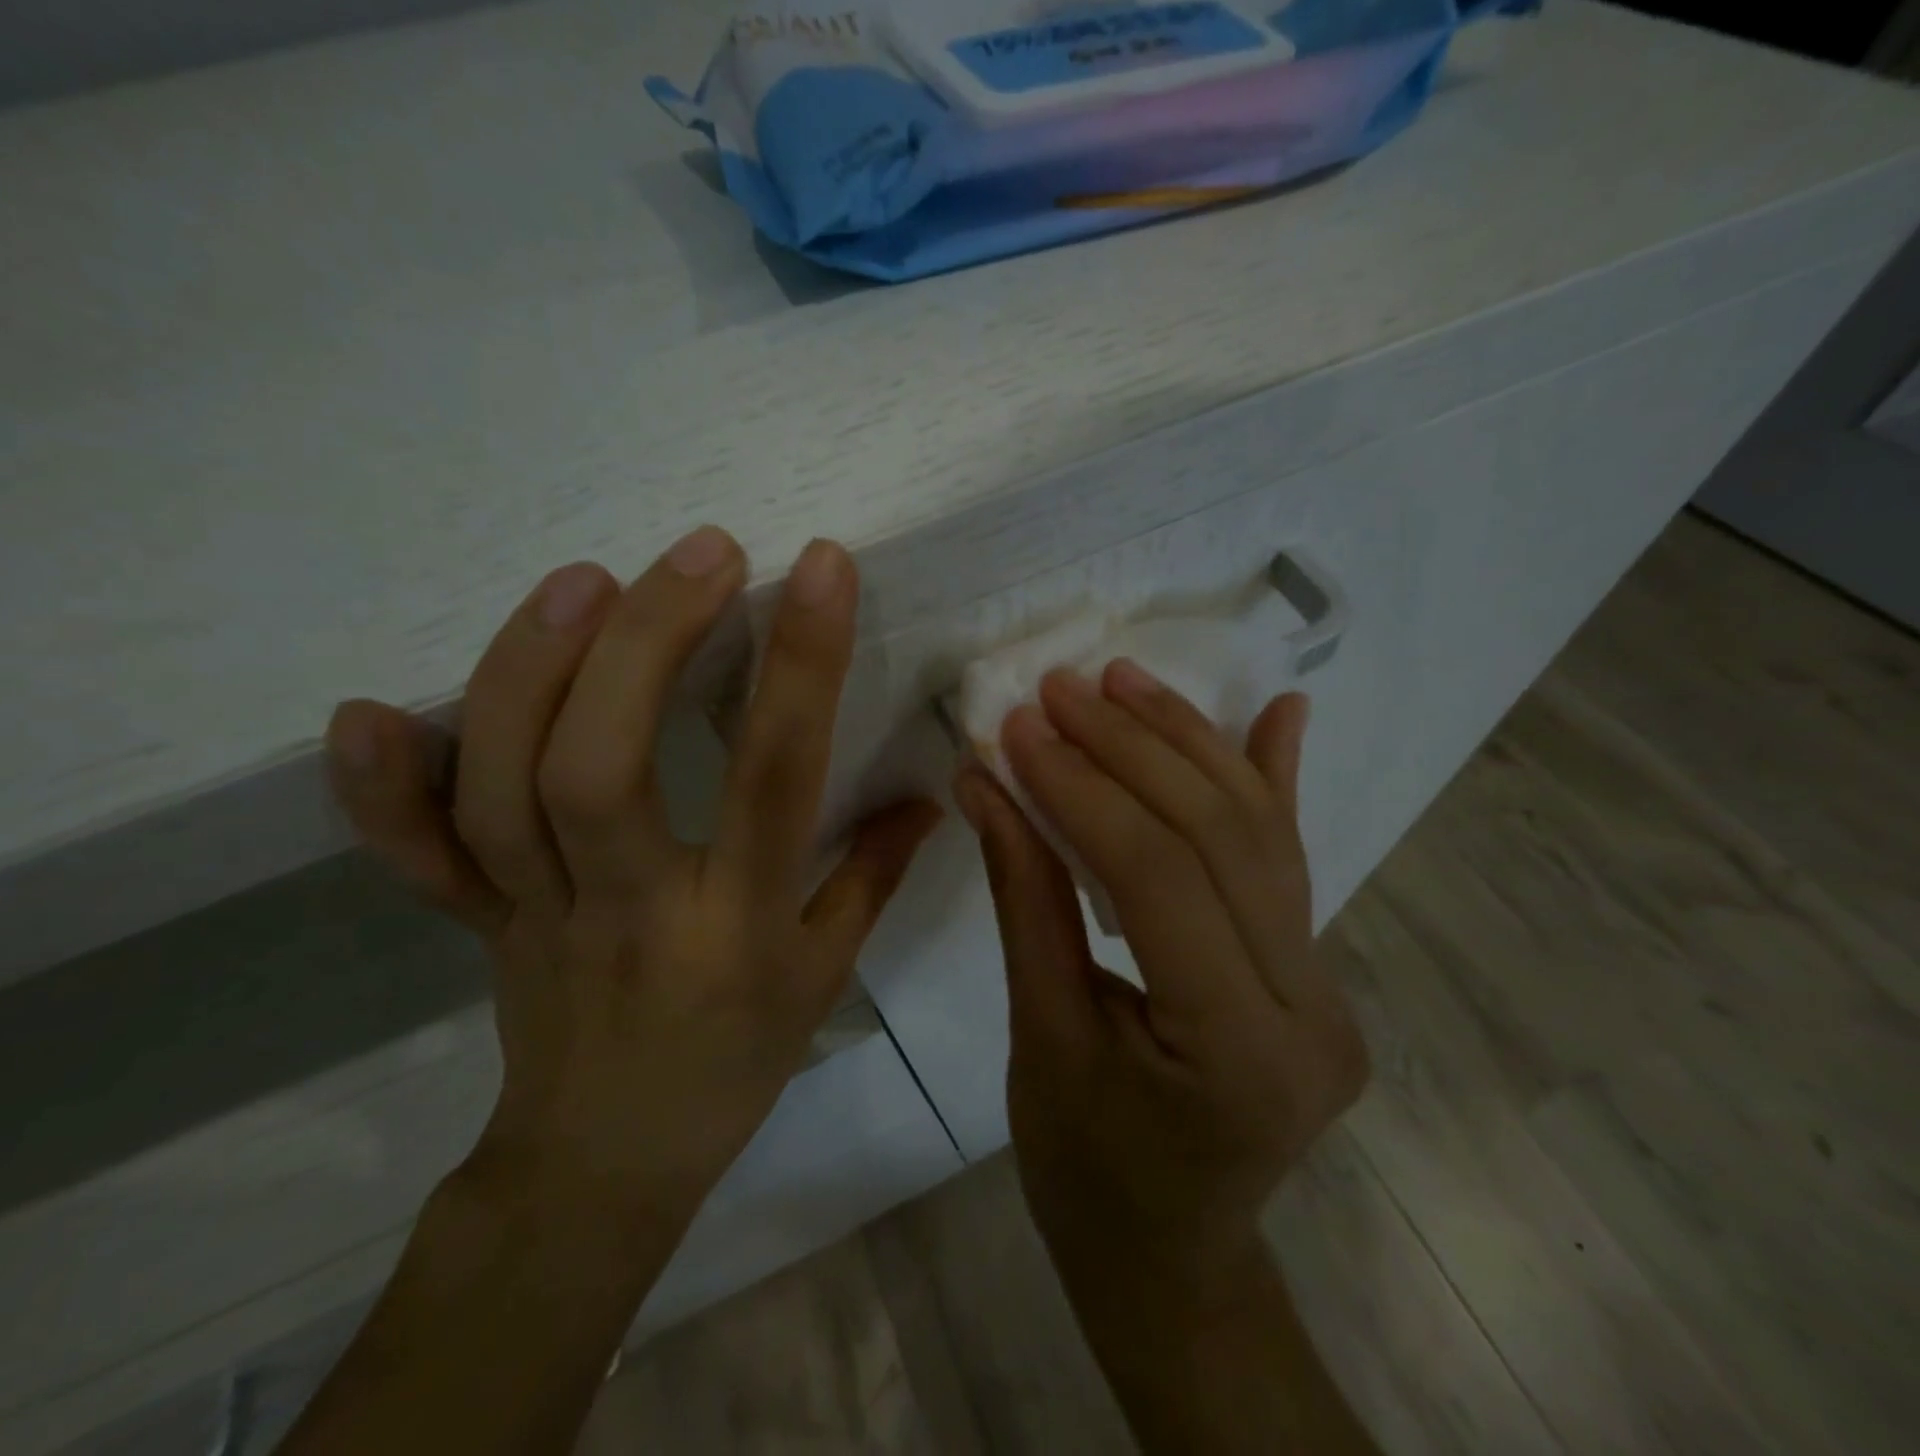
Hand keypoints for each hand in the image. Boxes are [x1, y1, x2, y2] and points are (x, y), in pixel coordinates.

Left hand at [326, 527, 939, 1237]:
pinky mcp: (477, 921)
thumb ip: (872, 875)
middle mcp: (630, 909)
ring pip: (502, 789)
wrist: (606, 1164)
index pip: (773, 779)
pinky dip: (378, 787)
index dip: (800, 666)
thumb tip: (931, 795)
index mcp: (736, 927)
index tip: (821, 568)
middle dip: (646, 642)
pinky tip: (367, 709)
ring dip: (529, 671)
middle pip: (603, 768)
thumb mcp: (824, 976)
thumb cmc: (735, 1064)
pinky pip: (414, 856)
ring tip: (585, 580)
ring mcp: (536, 914)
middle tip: (699, 551)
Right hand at [954, 663, 1367, 1296]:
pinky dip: (1274, 777)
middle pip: (1219, 836)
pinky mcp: (1314, 969)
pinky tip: (1279, 712)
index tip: (1019, 728)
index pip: (1159, 878)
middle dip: (1129, 748)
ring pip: (1259, 831)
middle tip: (1058, 689)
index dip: (1083, 790)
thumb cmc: (1086, 1171)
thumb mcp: (1041, 1037)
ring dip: (1186, 741)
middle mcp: (1309, 1007)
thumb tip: (987, 784)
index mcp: (1239, 1051)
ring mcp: (1326, 984)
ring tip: (1123, 680)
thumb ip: (1025, 900)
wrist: (1170, 1254)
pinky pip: (1288, 857)